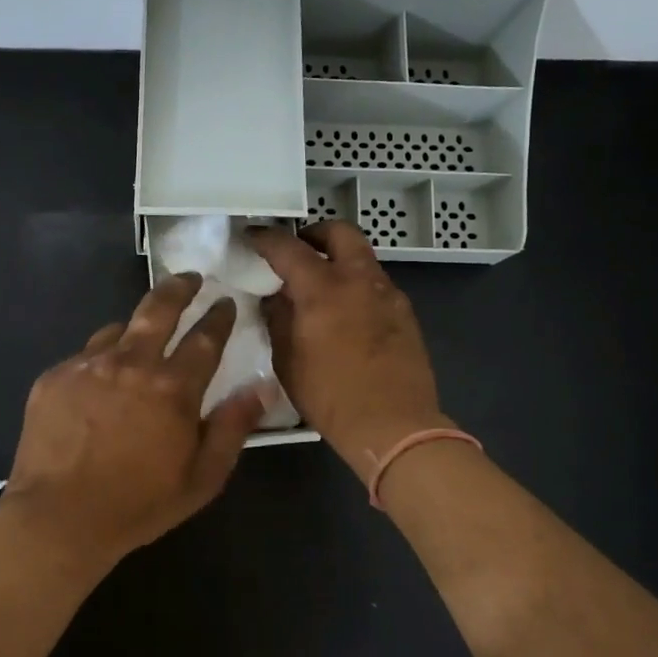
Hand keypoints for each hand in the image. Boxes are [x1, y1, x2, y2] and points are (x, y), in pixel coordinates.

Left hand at [2, 274, 265, 567]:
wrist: (58, 518)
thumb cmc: (138, 504)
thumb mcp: (202, 477)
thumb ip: (233, 426)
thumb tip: (262, 386)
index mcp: (173, 387)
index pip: (206, 338)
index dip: (219, 317)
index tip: (226, 302)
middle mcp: (132, 363)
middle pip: (159, 308)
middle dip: (180, 288)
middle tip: (189, 278)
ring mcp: (88, 365)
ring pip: (119, 328)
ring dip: (137, 327)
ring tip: (142, 335)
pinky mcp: (55, 376)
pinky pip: (86, 354)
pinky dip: (102, 359)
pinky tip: (100, 380)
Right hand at [251, 222, 447, 477]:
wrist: (394, 424)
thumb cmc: (331, 397)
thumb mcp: (287, 361)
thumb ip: (278, 320)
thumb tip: (275, 298)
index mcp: (322, 289)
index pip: (288, 248)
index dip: (266, 238)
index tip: (252, 237)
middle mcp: (358, 280)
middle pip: (340, 232)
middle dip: (316, 233)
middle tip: (299, 250)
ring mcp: (387, 293)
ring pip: (362, 257)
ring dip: (340, 260)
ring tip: (321, 286)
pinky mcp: (405, 312)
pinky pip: (376, 284)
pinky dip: (357, 285)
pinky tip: (347, 313)